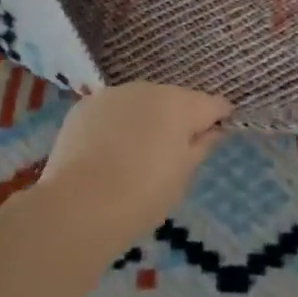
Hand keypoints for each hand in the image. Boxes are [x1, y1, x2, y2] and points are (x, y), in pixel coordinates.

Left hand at [32, 83, 230, 254]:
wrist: (79, 207)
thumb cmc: (143, 196)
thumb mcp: (183, 176)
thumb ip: (201, 146)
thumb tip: (213, 131)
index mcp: (181, 105)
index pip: (213, 104)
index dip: (218, 119)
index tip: (214, 137)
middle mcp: (150, 89)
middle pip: (175, 100)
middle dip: (178, 120)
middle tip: (170, 155)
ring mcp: (114, 94)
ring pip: (141, 102)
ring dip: (145, 119)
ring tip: (134, 154)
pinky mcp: (85, 105)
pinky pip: (112, 110)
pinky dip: (115, 124)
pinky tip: (106, 152)